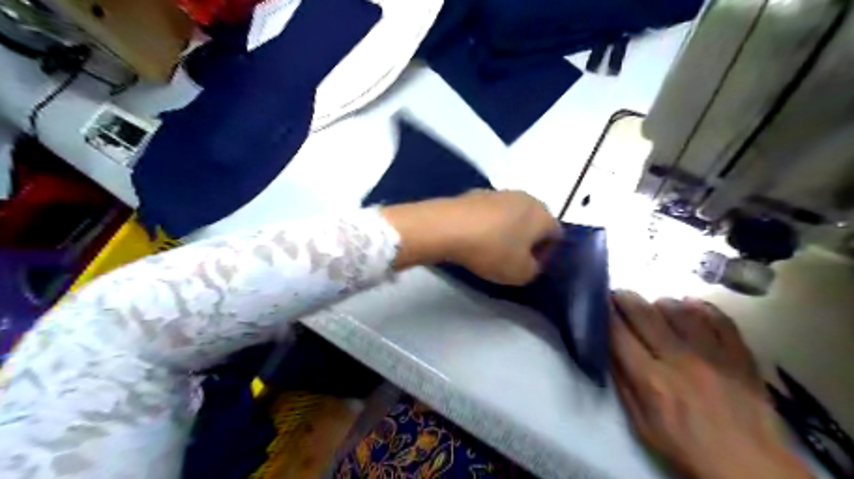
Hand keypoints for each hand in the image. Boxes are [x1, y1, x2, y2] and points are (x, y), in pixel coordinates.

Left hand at [379, 191, 561, 286]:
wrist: (448, 226)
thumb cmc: (492, 250)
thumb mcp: (521, 273)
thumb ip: (534, 270)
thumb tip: (531, 262)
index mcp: (543, 214)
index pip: (556, 235)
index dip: (546, 254)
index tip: (529, 267)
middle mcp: (526, 198)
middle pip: (534, 222)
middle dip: (527, 241)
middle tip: (511, 259)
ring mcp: (500, 192)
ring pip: (512, 215)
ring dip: (507, 231)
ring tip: (490, 249)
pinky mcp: (477, 193)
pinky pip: (490, 213)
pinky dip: (487, 224)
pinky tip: (474, 238)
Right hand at [610, 290, 809, 478]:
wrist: (751, 467)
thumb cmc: (686, 448)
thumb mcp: (641, 424)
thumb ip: (623, 383)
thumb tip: (609, 348)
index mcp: (651, 380)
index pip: (618, 333)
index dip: (605, 313)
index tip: (599, 302)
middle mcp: (679, 360)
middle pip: (644, 314)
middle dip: (625, 298)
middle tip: (619, 294)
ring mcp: (714, 355)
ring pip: (680, 309)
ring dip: (661, 302)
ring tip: (656, 306)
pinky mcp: (740, 355)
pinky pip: (718, 318)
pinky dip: (701, 307)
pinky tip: (691, 306)